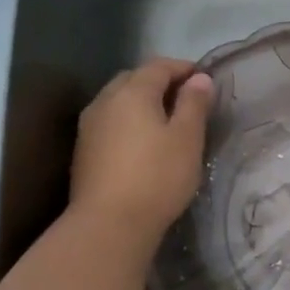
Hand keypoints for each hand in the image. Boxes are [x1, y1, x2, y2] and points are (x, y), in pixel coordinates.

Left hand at [68, 58, 213, 250]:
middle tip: (186, 97)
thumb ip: (194, 104)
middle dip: (160, 81)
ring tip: (166, 119)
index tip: (205, 78)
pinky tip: (143, 141)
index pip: (159, 66)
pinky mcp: (84, 150)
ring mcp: (90, 125)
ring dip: (142, 101)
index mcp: (132, 92)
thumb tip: (199, 78)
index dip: (183, 68)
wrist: (109, 223)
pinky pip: (111, 121)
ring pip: (119, 100)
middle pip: (134, 79)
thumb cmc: (157, 176)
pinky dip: (129, 120)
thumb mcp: (188, 138)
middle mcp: (105, 100)